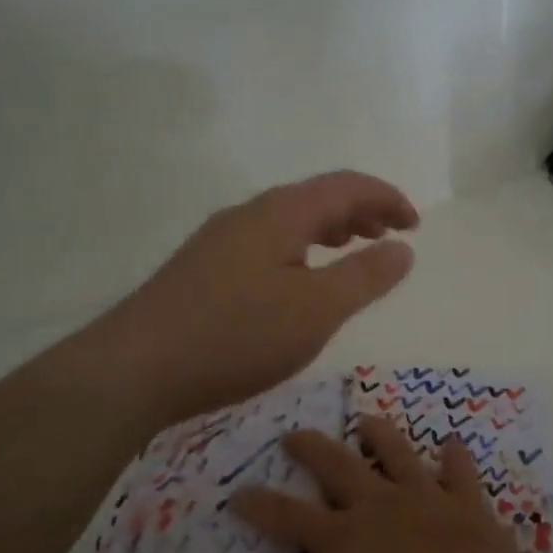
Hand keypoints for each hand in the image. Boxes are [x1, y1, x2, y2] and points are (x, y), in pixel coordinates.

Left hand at [84, 171, 418, 429]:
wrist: (136, 367)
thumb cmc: (237, 335)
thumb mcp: (316, 309)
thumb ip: (365, 276)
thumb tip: (403, 247)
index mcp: (281, 212)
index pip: (345, 186)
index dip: (386, 198)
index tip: (415, 224)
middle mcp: (248, 214)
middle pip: (315, 197)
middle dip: (359, 211)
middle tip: (389, 236)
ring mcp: (219, 240)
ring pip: (287, 221)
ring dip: (328, 229)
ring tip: (350, 250)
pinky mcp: (202, 268)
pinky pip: (265, 243)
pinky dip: (299, 250)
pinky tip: (295, 282)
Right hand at [223, 417, 552, 552]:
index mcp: (342, 538)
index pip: (288, 516)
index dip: (259, 505)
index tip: (236, 493)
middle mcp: (379, 506)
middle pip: (338, 467)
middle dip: (312, 450)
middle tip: (294, 434)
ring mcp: (426, 499)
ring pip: (396, 454)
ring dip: (379, 436)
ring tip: (365, 420)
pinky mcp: (468, 506)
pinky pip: (459, 472)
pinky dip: (454, 457)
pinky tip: (451, 444)